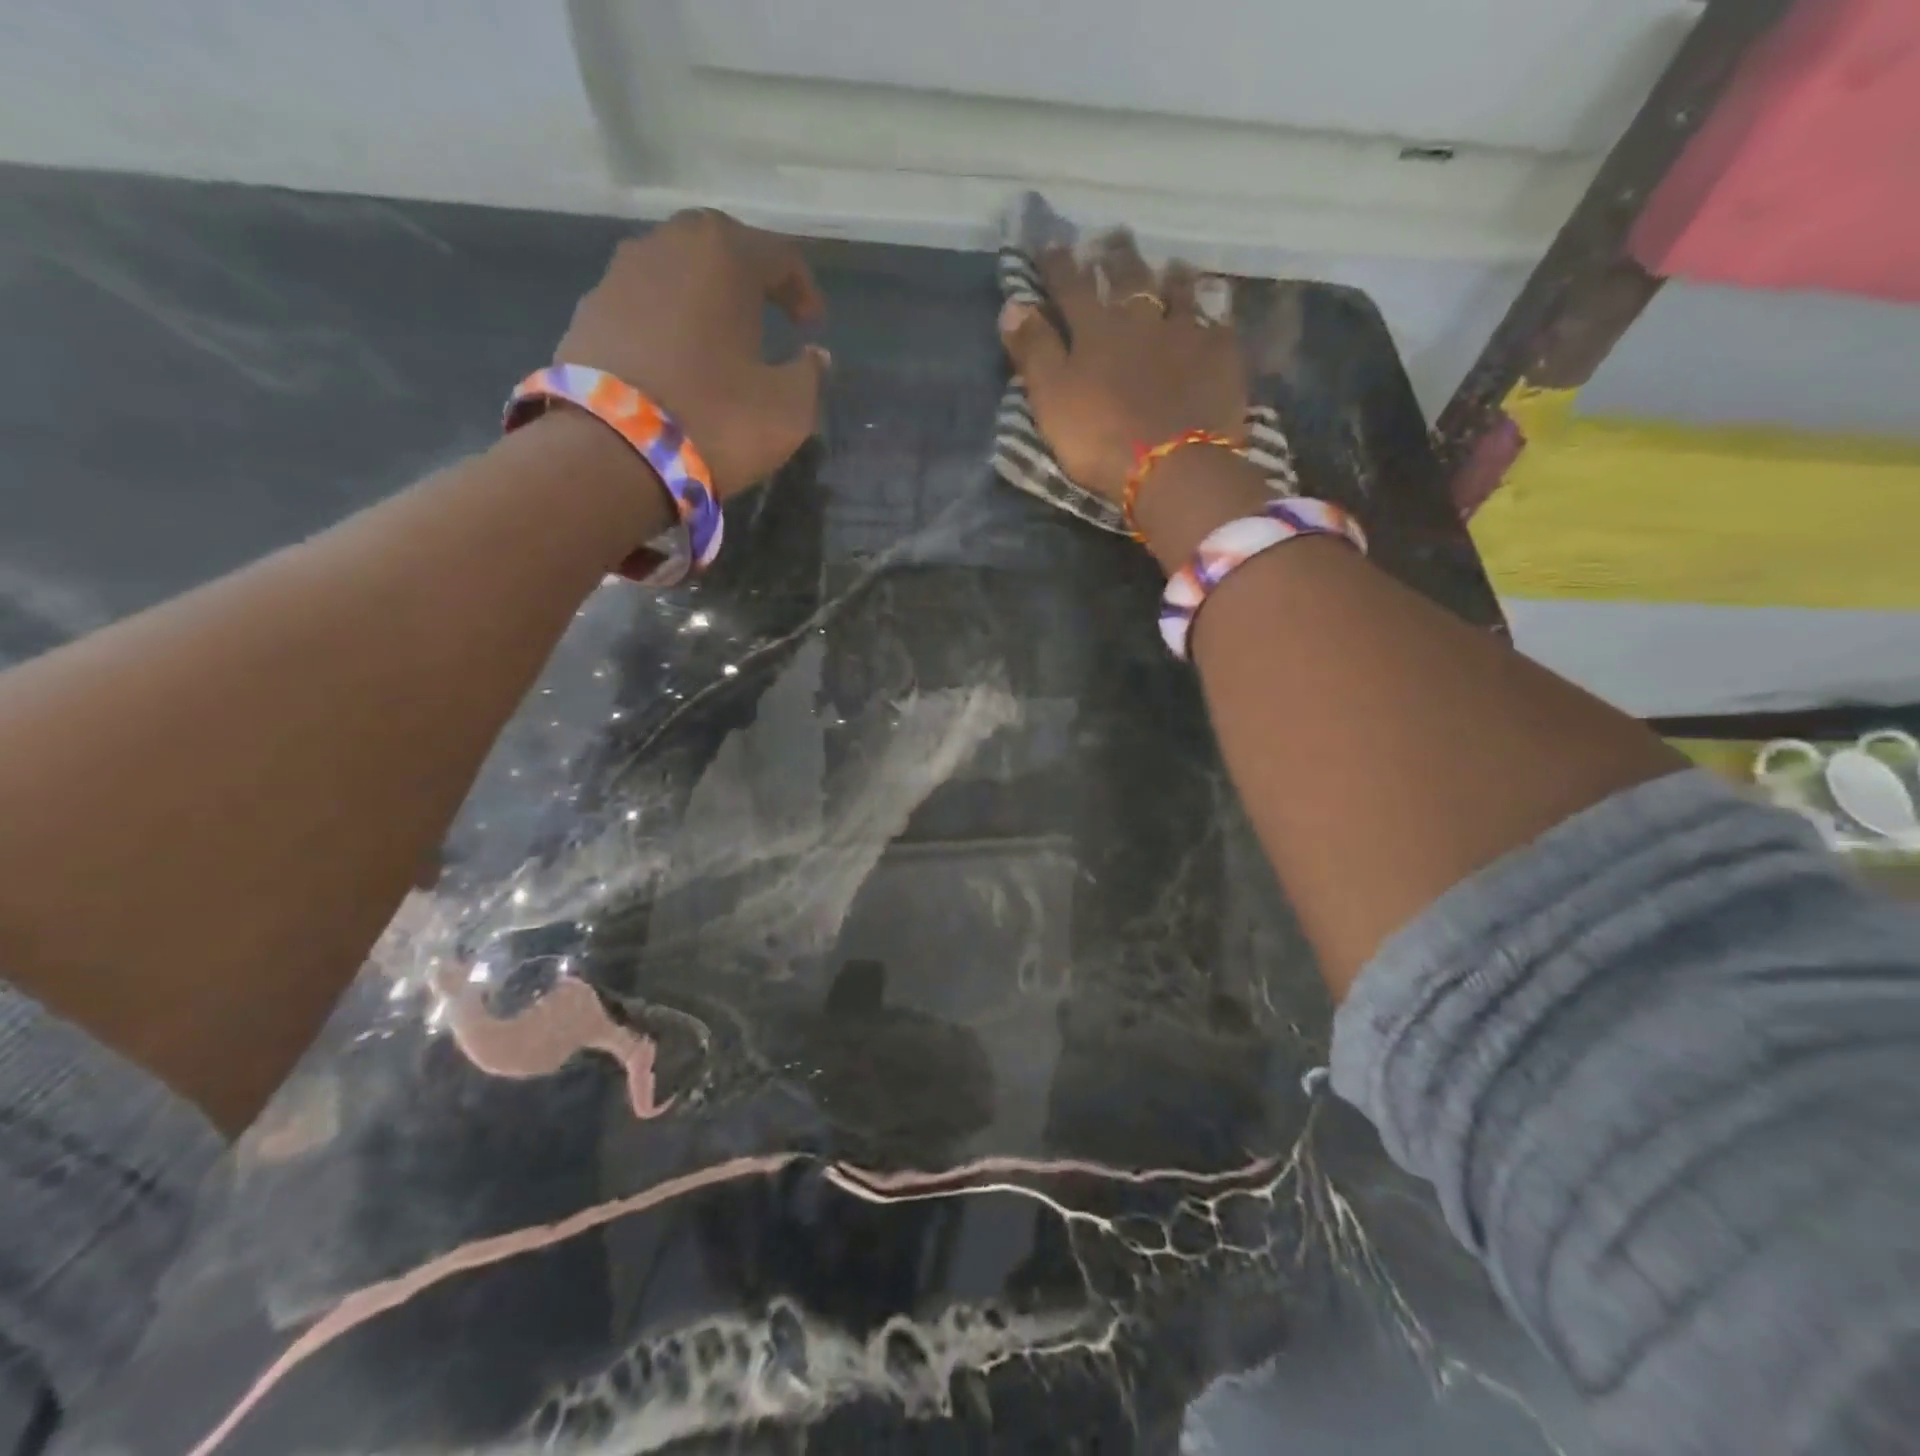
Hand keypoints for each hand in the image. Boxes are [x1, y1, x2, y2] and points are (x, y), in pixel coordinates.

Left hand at [554, 210, 829, 497]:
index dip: (804, 289)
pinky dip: (667, 322)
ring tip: (719, 337)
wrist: (613, 453)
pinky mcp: (588, 312)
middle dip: (748, 277)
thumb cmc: (716, 420)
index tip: (813, 327)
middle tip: (768, 313)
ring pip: (674, 271)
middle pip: (719, 247)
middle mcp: (667, 246)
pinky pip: (642, 304)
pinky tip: (677, 359)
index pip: (779, 254)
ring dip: (702, 297)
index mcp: (724, 257)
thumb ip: (809, 374)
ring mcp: (619, 275)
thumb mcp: (788, 408)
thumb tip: (812, 356)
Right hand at [999, 231, 1246, 501]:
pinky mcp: (1220, 357)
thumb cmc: (1099, 437)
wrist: (1172, 466)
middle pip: (1128, 277)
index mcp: (1095, 329)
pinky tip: (1215, 310)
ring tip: (1170, 265)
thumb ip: (1033, 352)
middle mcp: (1141, 319)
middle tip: (1114, 236)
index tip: (1049, 245)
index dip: (1058, 265)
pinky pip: (1218, 324)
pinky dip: (1214, 313)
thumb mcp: (1051, 398)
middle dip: (1117, 257)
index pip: (1071, 286)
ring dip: (1171, 276)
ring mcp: (1186, 333)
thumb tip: (1012, 305)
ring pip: (1178, 292)